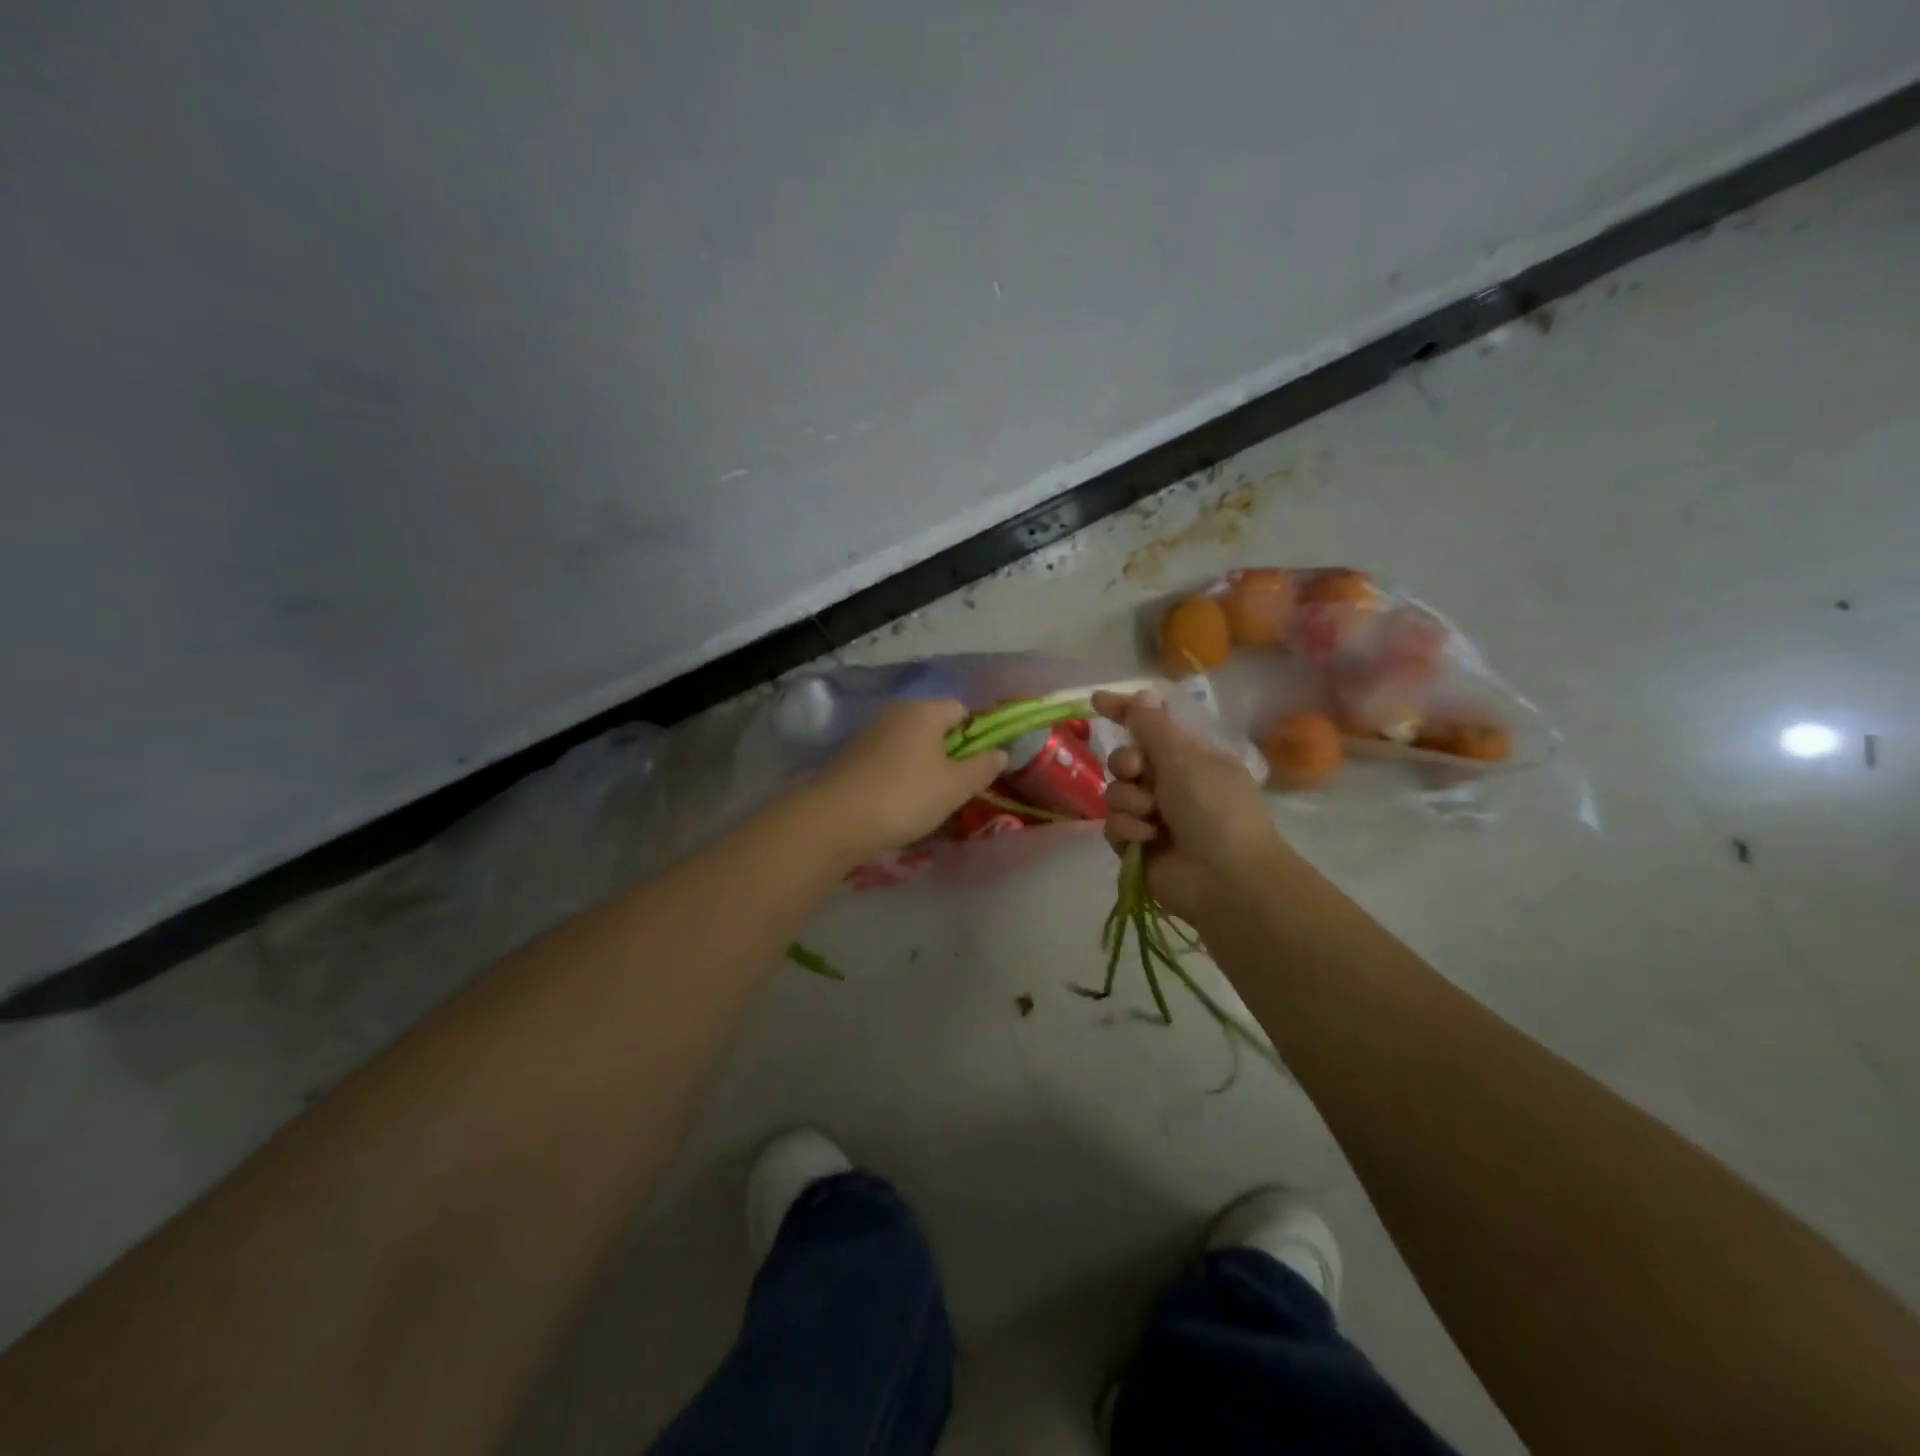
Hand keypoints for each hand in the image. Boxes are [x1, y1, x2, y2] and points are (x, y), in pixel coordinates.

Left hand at [809, 699, 1005, 863]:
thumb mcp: (955, 787)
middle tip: (956, 787)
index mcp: (924, 710)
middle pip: (934, 726)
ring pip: (909, 744)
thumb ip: (982, 767)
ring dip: (922, 766)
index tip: (978, 767)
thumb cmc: (906, 796)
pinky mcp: (851, 756)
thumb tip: (1000, 752)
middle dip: (948, 753)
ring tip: (927, 800)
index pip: (961, 710)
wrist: (837, 819)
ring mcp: (869, 733)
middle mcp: (895, 712)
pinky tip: (897, 802)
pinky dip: (898, 775)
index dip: (976, 736)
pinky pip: (887, 759)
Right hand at [1092, 689, 1288, 927]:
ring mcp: (1155, 817)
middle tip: (1138, 773)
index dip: (1125, 712)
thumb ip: (1154, 728)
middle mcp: (1171, 784)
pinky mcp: (1139, 846)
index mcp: (1190, 758)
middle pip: (1126, 761)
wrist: (1226, 879)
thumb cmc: (1214, 809)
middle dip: (1126, 765)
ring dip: (1129, 802)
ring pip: (1116, 794)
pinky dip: (1128, 830)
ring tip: (1151, 818)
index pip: (1151, 726)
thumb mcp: (1185, 760)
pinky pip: (1114, 826)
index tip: (1097, 702)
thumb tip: (1144, 694)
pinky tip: (1146, 839)